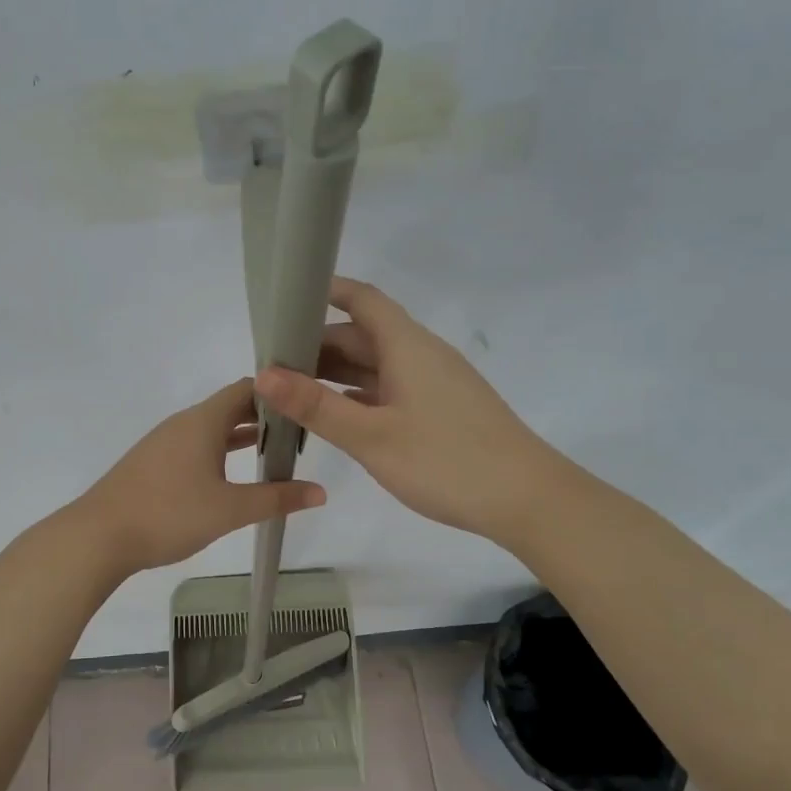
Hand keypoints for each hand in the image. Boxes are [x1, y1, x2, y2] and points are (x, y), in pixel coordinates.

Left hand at [77, 379, 326, 574]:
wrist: (98, 536)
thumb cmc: (168, 514)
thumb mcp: (230, 510)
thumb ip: (276, 498)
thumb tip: (321, 492)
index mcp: (203, 421)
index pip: (247, 388)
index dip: (278, 392)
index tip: (306, 404)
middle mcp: (183, 423)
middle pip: (230, 406)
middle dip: (265, 417)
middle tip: (300, 434)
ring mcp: (164, 442)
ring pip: (211, 428)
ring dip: (241, 436)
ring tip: (274, 453)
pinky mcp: (152, 462)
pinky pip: (195, 445)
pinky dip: (219, 451)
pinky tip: (231, 475)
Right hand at [254, 277, 554, 548]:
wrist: (527, 500)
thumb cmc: (446, 461)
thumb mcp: (372, 436)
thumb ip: (316, 405)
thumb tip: (263, 374)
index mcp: (407, 346)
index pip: (362, 299)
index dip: (325, 291)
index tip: (285, 299)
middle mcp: (420, 355)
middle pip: (363, 334)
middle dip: (317, 343)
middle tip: (271, 363)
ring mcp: (433, 383)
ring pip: (375, 364)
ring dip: (335, 372)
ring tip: (290, 389)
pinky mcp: (440, 410)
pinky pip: (389, 389)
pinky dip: (358, 394)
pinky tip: (334, 415)